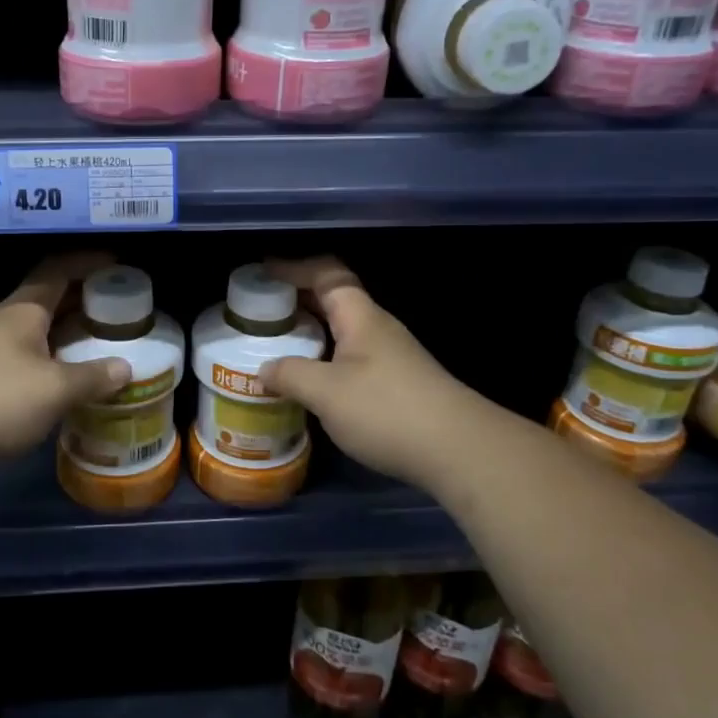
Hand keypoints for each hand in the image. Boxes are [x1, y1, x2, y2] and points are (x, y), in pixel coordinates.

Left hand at [0, 254, 131, 467]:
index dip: (89, 262)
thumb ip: (92, 377)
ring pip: (42, 329)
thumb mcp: (54, 389)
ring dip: (72, 331)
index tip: (119, 264)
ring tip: (106, 341)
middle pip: (51, 297)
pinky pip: (33, 354)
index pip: (59, 270)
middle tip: (123, 307)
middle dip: (86, 298)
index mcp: (24, 310)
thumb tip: (126, 369)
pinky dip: (58, 357)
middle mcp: (8, 321)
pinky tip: (73, 376)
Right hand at [261, 256, 480, 492]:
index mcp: (360, 317)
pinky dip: (324, 359)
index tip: (262, 271)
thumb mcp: (326, 392)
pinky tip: (309, 382)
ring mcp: (391, 356)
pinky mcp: (396, 384)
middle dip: (296, 300)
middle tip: (259, 311)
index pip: (326, 274)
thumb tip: (263, 369)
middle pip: (334, 299)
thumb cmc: (387, 410)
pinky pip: (350, 357)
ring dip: (310, 332)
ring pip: (343, 331)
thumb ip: (290, 374)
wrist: (459, 450)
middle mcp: (377, 328)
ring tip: (276, 345)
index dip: (293, 267)